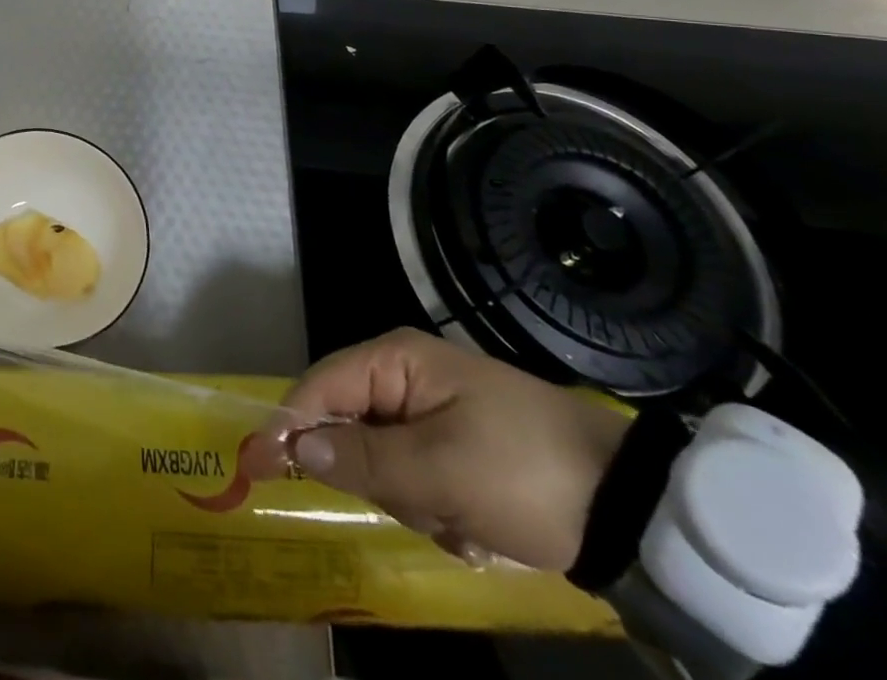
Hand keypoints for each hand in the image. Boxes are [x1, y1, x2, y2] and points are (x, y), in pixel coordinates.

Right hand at [251, 328, 631, 571]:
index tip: (255, 466)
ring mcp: (431, 412)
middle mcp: (406, 376)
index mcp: (397, 360)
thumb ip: (360, 458)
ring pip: (381, 461)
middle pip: (349, 426)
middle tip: (424, 506)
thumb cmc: (524, 471)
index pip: (320, 386)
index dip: (287, 425)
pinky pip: (415, 479)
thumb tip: (294, 449)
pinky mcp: (454, 446)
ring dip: (412, 500)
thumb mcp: (439, 471)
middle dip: (376, 475)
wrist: (631, 508)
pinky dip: (436, 510)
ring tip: (461, 520)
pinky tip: (474, 527)